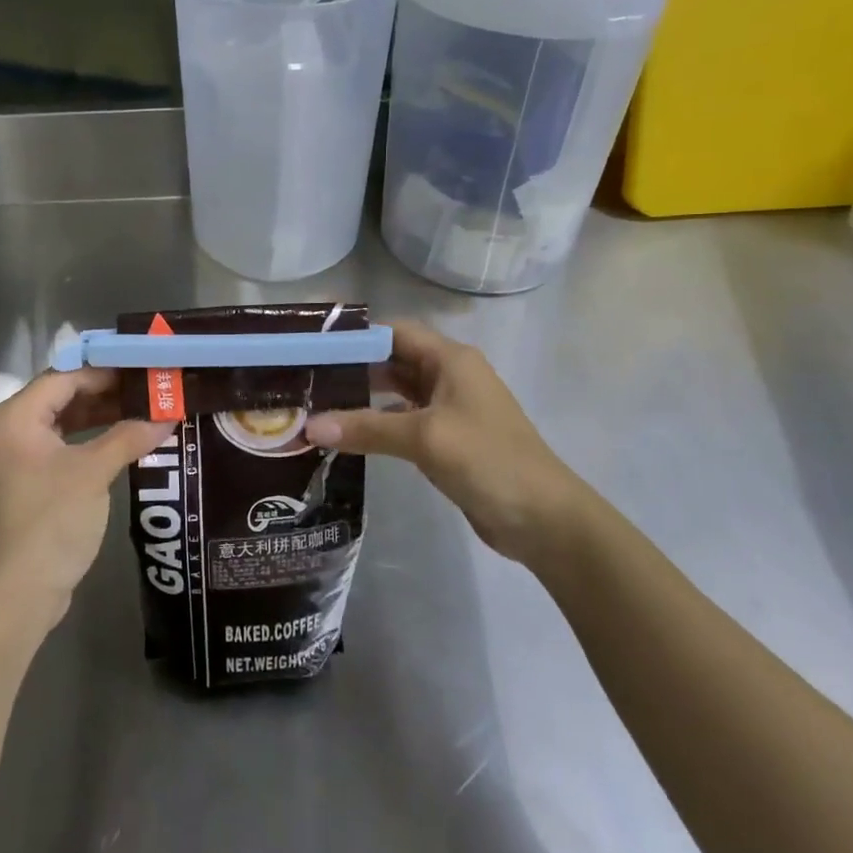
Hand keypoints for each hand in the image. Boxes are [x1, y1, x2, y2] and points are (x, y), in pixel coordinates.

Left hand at [0, 368, 169, 629]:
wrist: (14, 597)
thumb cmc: (49, 522)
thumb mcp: (92, 473)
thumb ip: (129, 437)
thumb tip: (168, 415)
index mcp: (16, 417)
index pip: (65, 376)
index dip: (106, 370)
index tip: (145, 366)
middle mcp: (11, 431)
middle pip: (63, 396)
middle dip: (107, 392)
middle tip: (151, 387)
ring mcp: (18, 460)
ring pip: (65, 423)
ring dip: (102, 417)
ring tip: (146, 410)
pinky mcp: (29, 484)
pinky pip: (64, 448)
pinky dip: (92, 442)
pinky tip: (125, 443)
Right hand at [304, 320, 590, 568]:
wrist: (544, 520)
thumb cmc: (489, 461)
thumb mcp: (425, 438)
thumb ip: (366, 427)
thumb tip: (309, 427)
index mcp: (451, 359)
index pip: (394, 332)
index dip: (356, 336)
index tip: (313, 349)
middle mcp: (449, 376)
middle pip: (392, 360)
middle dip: (353, 369)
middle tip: (307, 381)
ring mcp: (449, 409)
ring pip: (396, 393)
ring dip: (362, 399)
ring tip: (317, 406)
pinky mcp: (447, 440)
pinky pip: (404, 422)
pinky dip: (377, 426)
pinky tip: (348, 436)